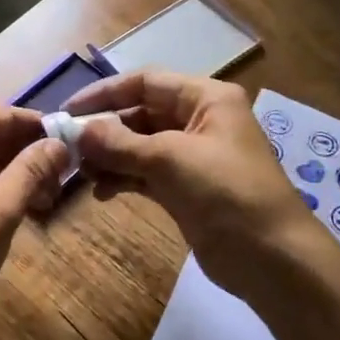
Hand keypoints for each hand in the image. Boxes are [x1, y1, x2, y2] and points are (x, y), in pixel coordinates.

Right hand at [64, 69, 322, 302]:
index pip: (146, 82)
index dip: (105, 93)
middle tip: (69, 149)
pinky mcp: (186, 189)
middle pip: (140, 114)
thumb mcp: (169, 160)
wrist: (271, 257)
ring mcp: (192, 157)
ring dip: (110, 157)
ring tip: (82, 173)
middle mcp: (199, 121)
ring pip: (139, 146)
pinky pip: (145, 174)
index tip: (68, 111)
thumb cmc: (225, 193)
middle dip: (105, 130)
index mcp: (205, 99)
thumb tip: (77, 131)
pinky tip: (102, 192)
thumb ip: (119, 143)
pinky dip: (123, 179)